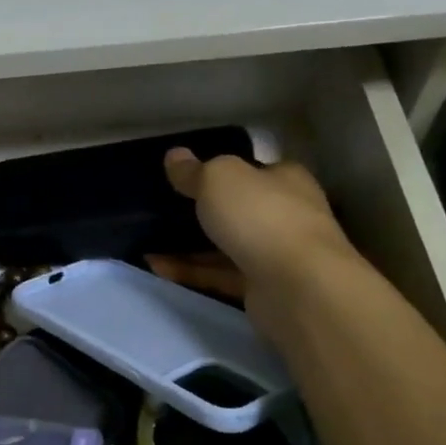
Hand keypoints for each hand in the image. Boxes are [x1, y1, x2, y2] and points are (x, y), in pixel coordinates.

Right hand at [147, 151, 357, 310]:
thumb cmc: (261, 216)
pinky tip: (156, 268)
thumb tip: (174, 155)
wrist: (298, 288)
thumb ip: (194, 170)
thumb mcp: (218, 178)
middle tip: (159, 210)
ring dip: (188, 245)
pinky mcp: (262, 288)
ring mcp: (276, 254)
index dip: (220, 171)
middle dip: (201, 210)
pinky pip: (218, 275)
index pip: (252, 170)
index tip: (184, 177)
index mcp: (284, 179)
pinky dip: (190, 271)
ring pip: (225, 245)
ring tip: (147, 241)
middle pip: (237, 209)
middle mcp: (286, 214)